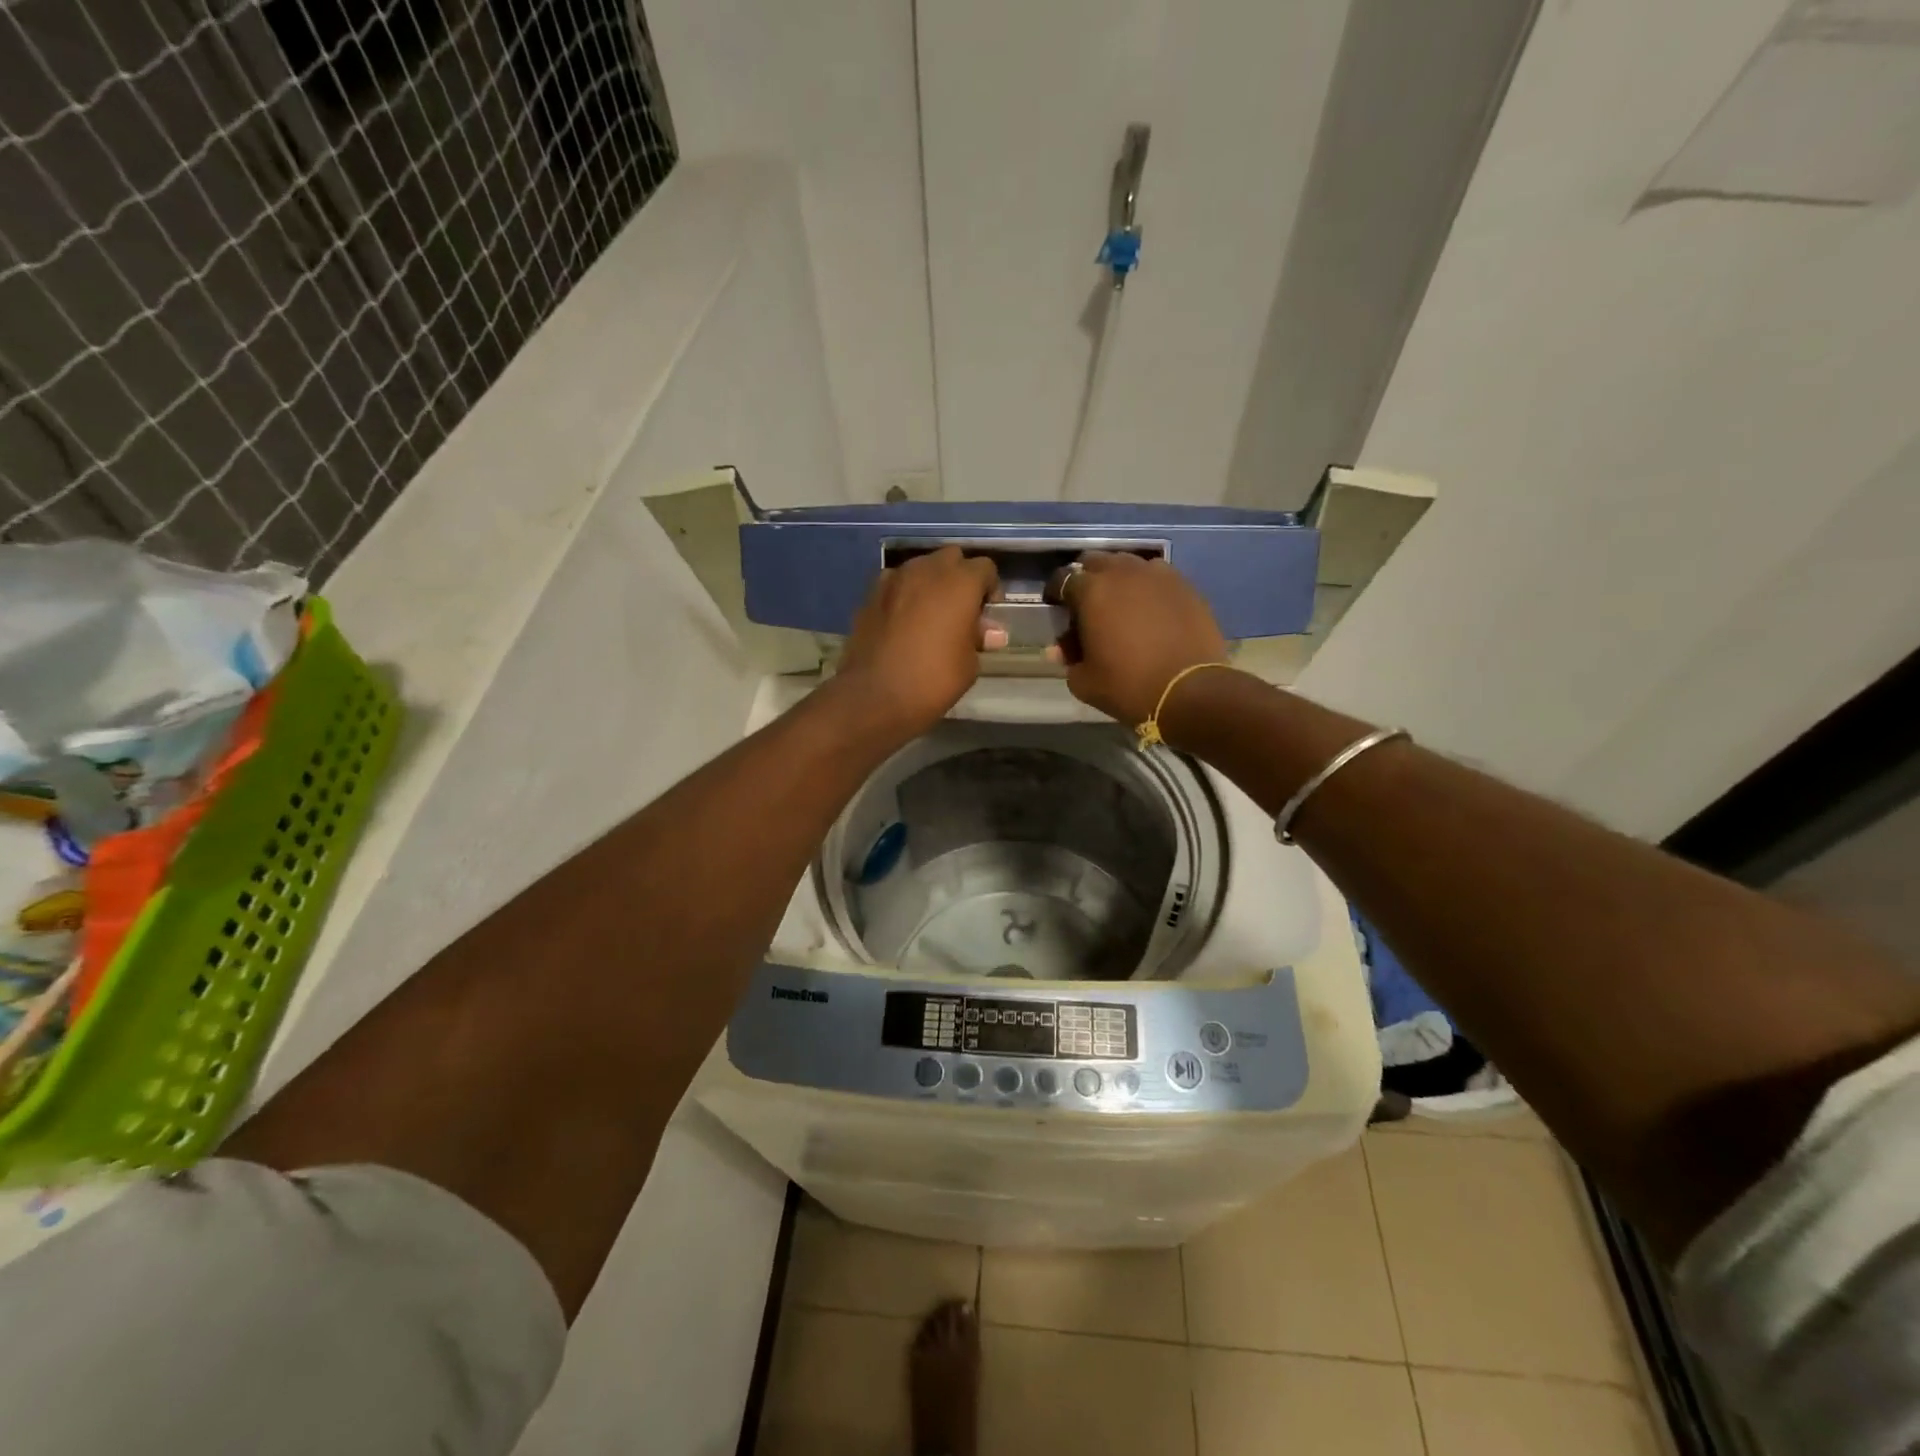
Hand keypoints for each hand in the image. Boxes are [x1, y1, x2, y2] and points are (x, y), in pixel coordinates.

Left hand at [830, 546, 1002, 740]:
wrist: (875, 696)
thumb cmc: (933, 680)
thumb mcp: (969, 664)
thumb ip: (978, 638)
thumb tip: (989, 631)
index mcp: (960, 582)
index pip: (985, 568)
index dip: (990, 589)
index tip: (987, 615)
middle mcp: (927, 570)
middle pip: (951, 558)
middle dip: (960, 577)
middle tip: (961, 610)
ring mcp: (894, 579)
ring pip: (920, 567)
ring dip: (930, 583)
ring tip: (931, 615)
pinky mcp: (870, 594)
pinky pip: (896, 583)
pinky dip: (904, 594)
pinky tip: (904, 621)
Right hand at [1049, 551, 1227, 723]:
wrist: (1190, 692)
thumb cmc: (1128, 686)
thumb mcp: (1084, 681)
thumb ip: (1068, 658)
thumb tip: (1062, 649)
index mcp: (1092, 591)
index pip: (1063, 579)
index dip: (1056, 593)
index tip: (1057, 608)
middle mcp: (1123, 572)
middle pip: (1096, 562)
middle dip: (1087, 579)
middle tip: (1087, 604)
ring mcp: (1157, 575)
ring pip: (1129, 565)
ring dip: (1118, 579)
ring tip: (1120, 604)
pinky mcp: (1185, 585)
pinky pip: (1157, 576)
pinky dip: (1147, 587)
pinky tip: (1150, 608)